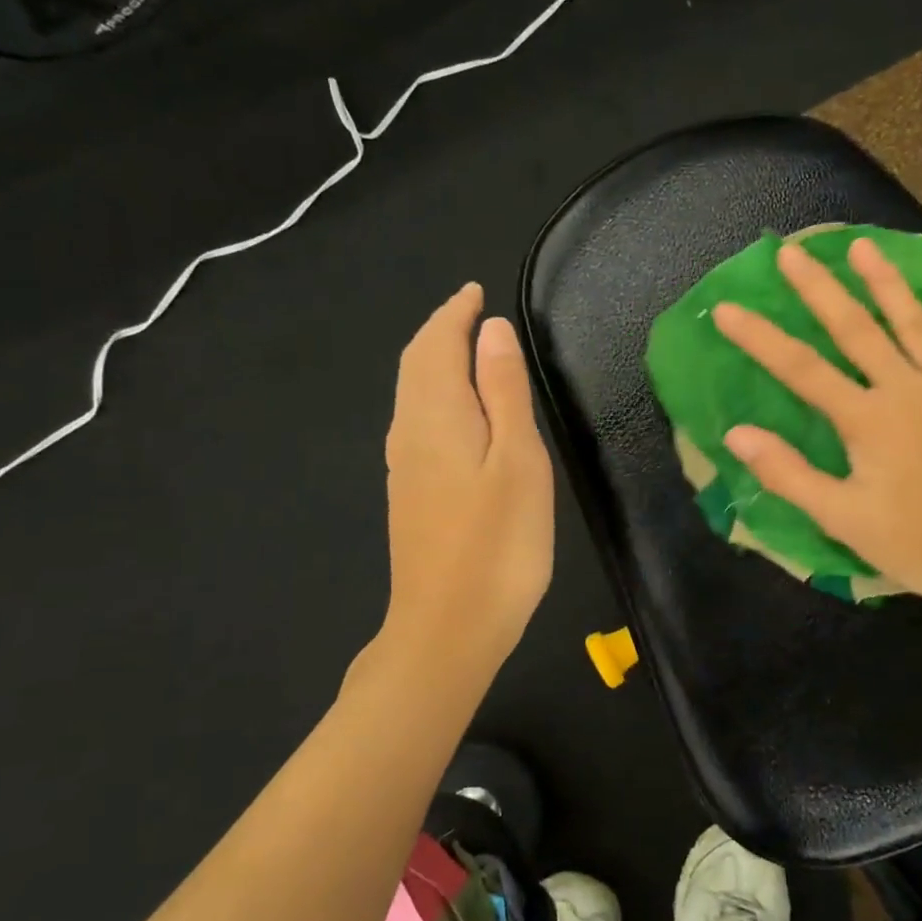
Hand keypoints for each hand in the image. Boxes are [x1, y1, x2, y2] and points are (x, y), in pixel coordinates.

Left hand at [377, 282, 554, 676]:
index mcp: (436, 416)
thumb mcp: (518, 460)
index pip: (437, 344)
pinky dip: (434, 393)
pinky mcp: (409, 494)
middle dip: (440, 330)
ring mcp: (404, 467)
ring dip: (434, 360)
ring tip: (464, 347)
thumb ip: (504, 391)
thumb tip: (491, 330)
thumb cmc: (497, 545)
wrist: (447, 630)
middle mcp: (409, 433)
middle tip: (469, 310)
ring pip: (413, 394)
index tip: (475, 290)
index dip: (455, 313)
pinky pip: (416, 421)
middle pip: (416, 365)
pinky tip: (454, 409)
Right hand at [713, 237, 921, 616]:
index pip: (801, 369)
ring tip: (863, 246)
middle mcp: (907, 389)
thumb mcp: (843, 520)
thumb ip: (788, 474)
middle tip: (792, 252)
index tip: (727, 308)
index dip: (760, 338)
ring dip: (886, 282)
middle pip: (855, 329)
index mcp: (868, 420)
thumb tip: (736, 434)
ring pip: (915, 323)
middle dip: (819, 289)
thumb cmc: (921, 544)